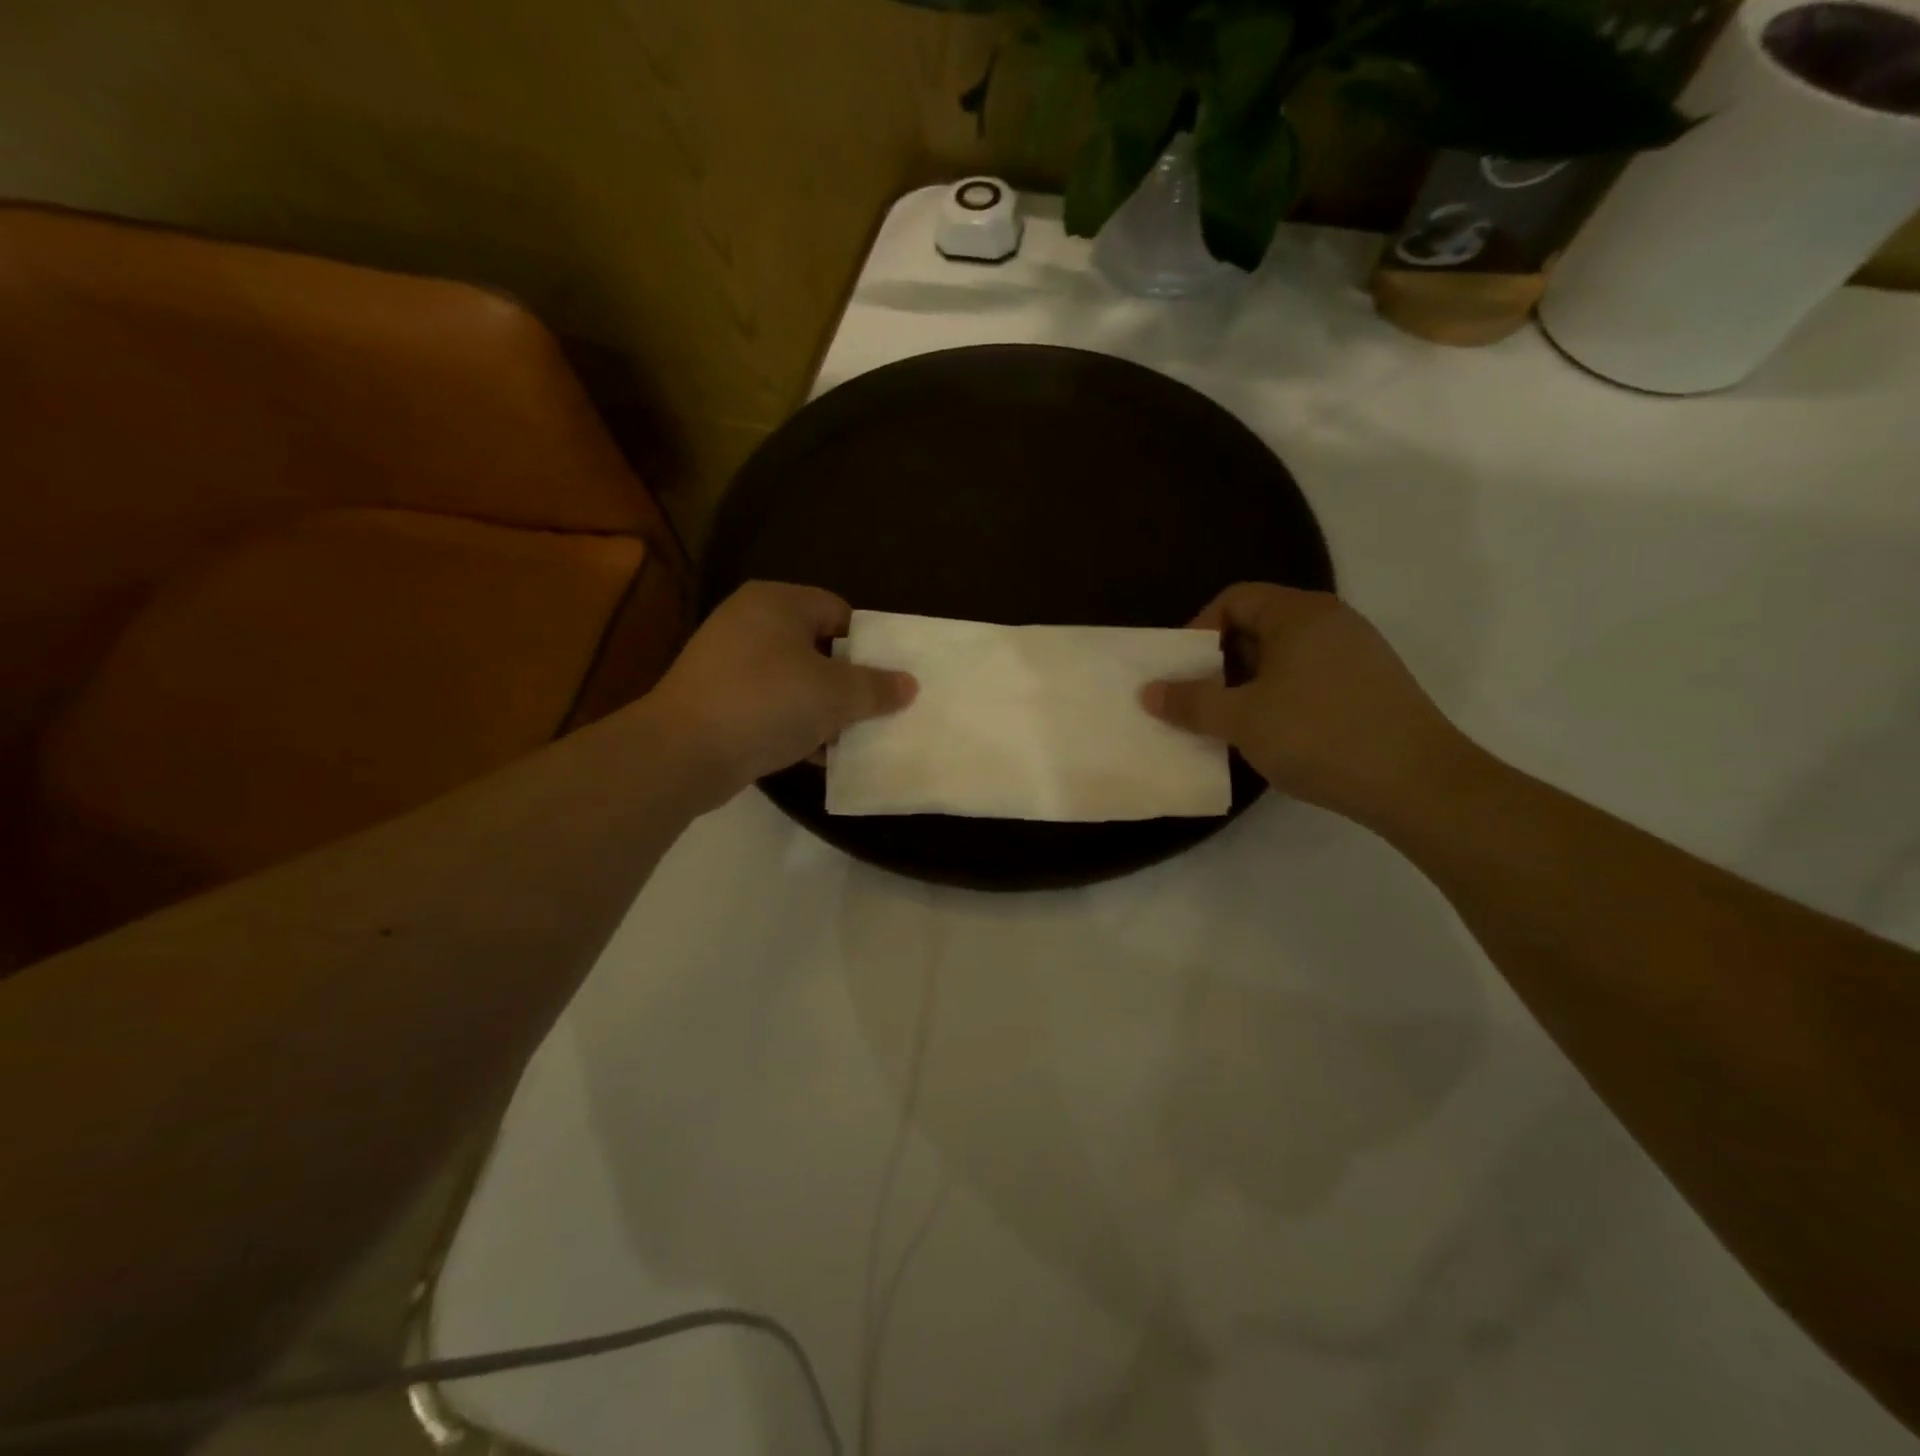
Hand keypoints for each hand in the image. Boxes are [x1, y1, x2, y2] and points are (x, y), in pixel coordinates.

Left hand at [646, 582, 915, 807]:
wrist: (684, 752)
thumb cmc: (767, 703)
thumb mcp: (835, 695)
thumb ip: (876, 688)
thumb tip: (909, 684)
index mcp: (777, 602)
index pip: (838, 612)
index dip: (868, 645)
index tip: (886, 679)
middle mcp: (749, 621)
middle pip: (817, 647)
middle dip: (847, 682)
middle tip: (875, 710)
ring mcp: (727, 661)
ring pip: (793, 680)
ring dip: (823, 709)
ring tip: (852, 738)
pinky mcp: (716, 698)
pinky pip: (769, 706)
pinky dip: (793, 725)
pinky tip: (818, 755)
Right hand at [1143, 584, 1473, 824]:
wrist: (1417, 782)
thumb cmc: (1318, 735)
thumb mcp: (1242, 719)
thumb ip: (1190, 701)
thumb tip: (1149, 691)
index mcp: (1299, 614)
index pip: (1234, 598)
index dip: (1198, 629)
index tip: (1182, 671)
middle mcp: (1331, 621)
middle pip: (1258, 625)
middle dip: (1219, 661)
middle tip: (1198, 699)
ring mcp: (1357, 653)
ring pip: (1283, 656)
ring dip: (1247, 683)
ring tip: (1229, 722)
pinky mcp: (1370, 685)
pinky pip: (1308, 677)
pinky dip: (1279, 697)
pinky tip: (1272, 734)